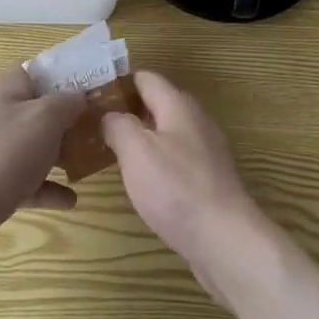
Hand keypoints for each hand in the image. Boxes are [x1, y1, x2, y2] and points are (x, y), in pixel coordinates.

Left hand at [0, 66, 86, 276]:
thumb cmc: (4, 152)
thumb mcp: (44, 116)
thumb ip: (67, 102)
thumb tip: (80, 96)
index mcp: (8, 90)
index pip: (38, 70)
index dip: (65, 73)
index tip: (95, 84)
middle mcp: (0, 116)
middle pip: (39, 109)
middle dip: (69, 117)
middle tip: (103, 125)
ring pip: (35, 147)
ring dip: (61, 153)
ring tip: (91, 160)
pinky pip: (29, 183)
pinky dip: (49, 189)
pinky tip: (72, 199)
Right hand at [102, 71, 280, 306]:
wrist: (226, 240)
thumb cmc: (176, 188)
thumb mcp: (136, 151)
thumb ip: (118, 125)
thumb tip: (110, 116)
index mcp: (178, 106)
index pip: (146, 78)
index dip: (119, 82)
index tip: (92, 94)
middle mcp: (196, 121)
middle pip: (158, 103)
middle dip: (128, 110)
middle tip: (96, 125)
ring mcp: (206, 151)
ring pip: (167, 132)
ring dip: (142, 137)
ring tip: (112, 152)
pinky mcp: (209, 179)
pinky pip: (177, 158)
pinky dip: (157, 161)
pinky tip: (142, 181)